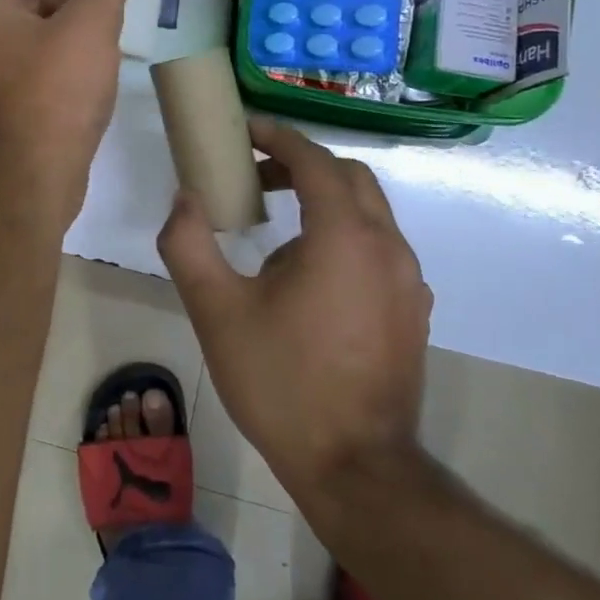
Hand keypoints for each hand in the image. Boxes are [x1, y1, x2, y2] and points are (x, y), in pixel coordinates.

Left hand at [0, 0, 135, 220]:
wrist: (37, 172)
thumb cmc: (57, 88)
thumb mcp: (89, 23)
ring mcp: (4, 75)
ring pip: (43, 34)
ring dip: (77, 24)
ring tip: (117, 25)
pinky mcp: (23, 104)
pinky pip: (49, 66)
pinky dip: (75, 56)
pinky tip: (105, 64)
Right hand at [157, 119, 431, 497]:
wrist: (355, 468)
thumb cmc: (281, 382)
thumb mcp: (215, 311)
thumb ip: (189, 243)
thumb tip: (185, 198)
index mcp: (344, 237)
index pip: (315, 160)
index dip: (278, 137)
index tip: (244, 131)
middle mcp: (387, 247)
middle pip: (349, 177)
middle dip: (301, 165)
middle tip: (255, 175)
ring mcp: (409, 281)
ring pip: (369, 213)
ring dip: (323, 201)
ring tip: (275, 229)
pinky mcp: (413, 311)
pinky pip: (379, 248)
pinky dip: (344, 234)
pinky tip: (309, 276)